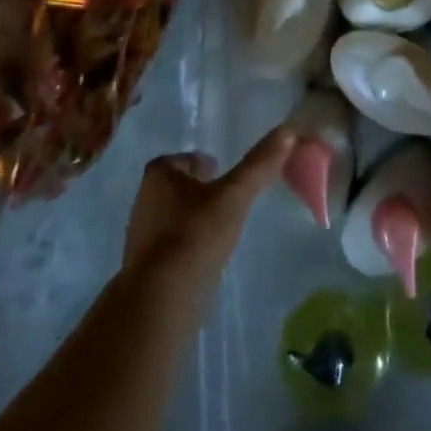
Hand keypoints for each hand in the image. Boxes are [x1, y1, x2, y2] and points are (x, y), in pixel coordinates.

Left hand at [123, 127, 294, 296]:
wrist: (160, 301)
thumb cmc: (195, 235)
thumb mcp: (235, 195)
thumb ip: (260, 164)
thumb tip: (289, 130)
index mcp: (158, 175)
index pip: (186, 159)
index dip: (205, 164)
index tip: (225, 175)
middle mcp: (144, 199)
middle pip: (179, 187)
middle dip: (201, 191)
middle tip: (229, 200)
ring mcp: (141, 236)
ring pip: (175, 216)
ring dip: (195, 219)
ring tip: (222, 229)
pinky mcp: (145, 267)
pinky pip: (172, 246)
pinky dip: (189, 246)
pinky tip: (207, 257)